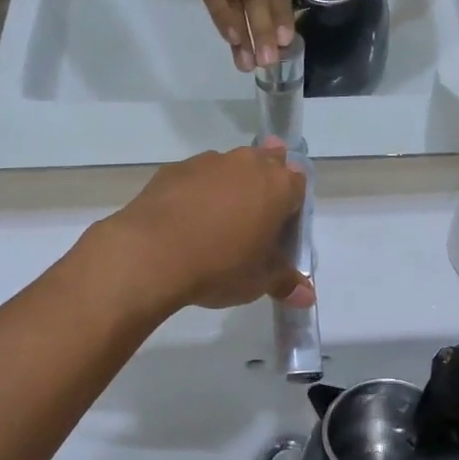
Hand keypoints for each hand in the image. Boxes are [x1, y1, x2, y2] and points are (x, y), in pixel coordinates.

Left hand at [101, 141, 313, 311]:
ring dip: (231, 185)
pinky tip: (186, 220)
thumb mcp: (258, 281)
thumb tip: (308, 297)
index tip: (281, 228)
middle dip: (265, 184)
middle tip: (255, 216)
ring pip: (231, 167)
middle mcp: (247, 164)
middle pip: (267, 162)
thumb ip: (285, 282)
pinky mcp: (175, 169)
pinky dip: (198, 191)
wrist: (150, 253)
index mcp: (278, 186)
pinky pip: (197, 176)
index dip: (293, 205)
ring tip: (218, 220)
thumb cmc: (219, 266)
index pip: (299, 184)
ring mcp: (209, 162)